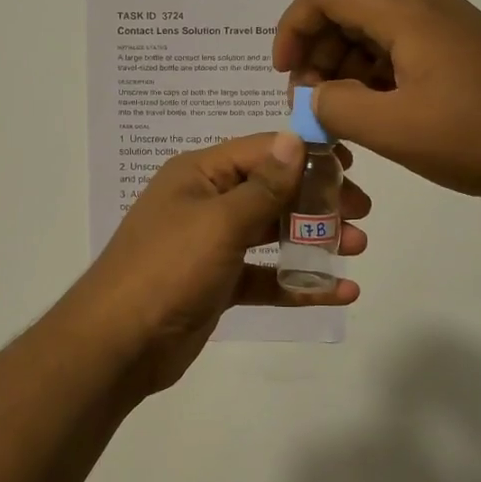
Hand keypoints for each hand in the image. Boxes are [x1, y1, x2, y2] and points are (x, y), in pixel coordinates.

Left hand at [69, 131, 369, 391]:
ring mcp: (212, 245)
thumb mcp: (220, 221)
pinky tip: (339, 292)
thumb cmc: (169, 268)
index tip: (351, 165)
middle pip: (272, 190)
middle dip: (317, 200)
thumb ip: (264, 185)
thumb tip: (295, 138)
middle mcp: (206, 202)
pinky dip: (299, 282)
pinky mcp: (219, 284)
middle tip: (362, 212)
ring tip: (357, 247)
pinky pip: (266, 276)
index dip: (306, 154)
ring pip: (272, 233)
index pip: (262, 151)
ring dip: (314, 239)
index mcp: (200, 174)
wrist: (119, 344)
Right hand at [274, 0, 480, 206]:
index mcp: (408, 14)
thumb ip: (337, 107)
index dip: (293, 28)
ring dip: (345, 68)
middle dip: (317, 55)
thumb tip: (314, 98)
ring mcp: (449, 27)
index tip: (283, 74)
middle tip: (311, 105)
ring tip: (340, 116)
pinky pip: (403, 50)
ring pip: (375, 34)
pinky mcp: (464, 50)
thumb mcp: (395, 130)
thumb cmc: (479, 136)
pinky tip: (376, 113)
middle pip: (349, 13)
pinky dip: (376, 76)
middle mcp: (427, 8)